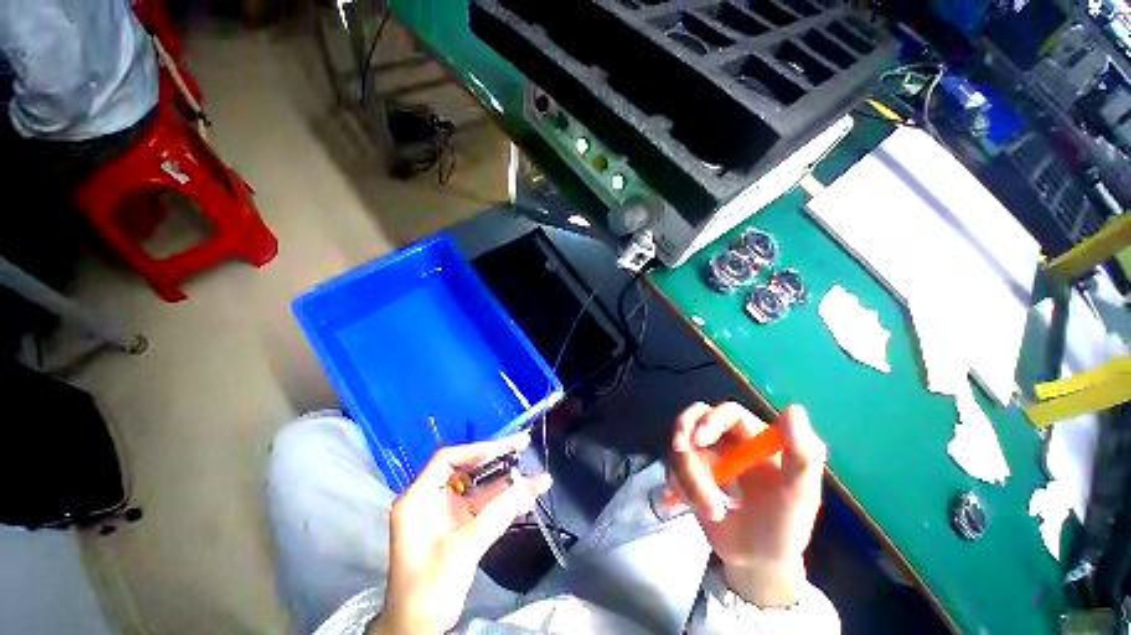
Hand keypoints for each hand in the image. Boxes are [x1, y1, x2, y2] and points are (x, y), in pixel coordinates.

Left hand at [371, 433, 551, 634]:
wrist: (419, 629)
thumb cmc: (430, 587)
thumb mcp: (465, 547)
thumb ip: (500, 512)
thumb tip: (536, 482)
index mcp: (419, 498)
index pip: (449, 459)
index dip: (478, 450)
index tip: (507, 447)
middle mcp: (433, 499)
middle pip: (468, 469)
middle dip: (498, 461)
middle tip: (525, 445)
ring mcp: (447, 513)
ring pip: (480, 488)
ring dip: (507, 484)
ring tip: (536, 479)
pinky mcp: (459, 527)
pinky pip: (485, 506)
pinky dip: (504, 502)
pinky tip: (527, 500)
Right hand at [669, 403, 825, 607]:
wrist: (756, 562)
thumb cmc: (784, 528)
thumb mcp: (800, 496)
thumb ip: (804, 455)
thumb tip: (794, 409)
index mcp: (755, 437)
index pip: (728, 412)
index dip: (711, 420)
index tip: (697, 440)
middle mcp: (727, 439)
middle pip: (695, 417)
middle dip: (685, 434)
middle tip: (680, 450)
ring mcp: (705, 454)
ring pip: (681, 447)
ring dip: (689, 478)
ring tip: (711, 511)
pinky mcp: (690, 471)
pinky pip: (672, 467)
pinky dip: (680, 487)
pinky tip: (695, 507)